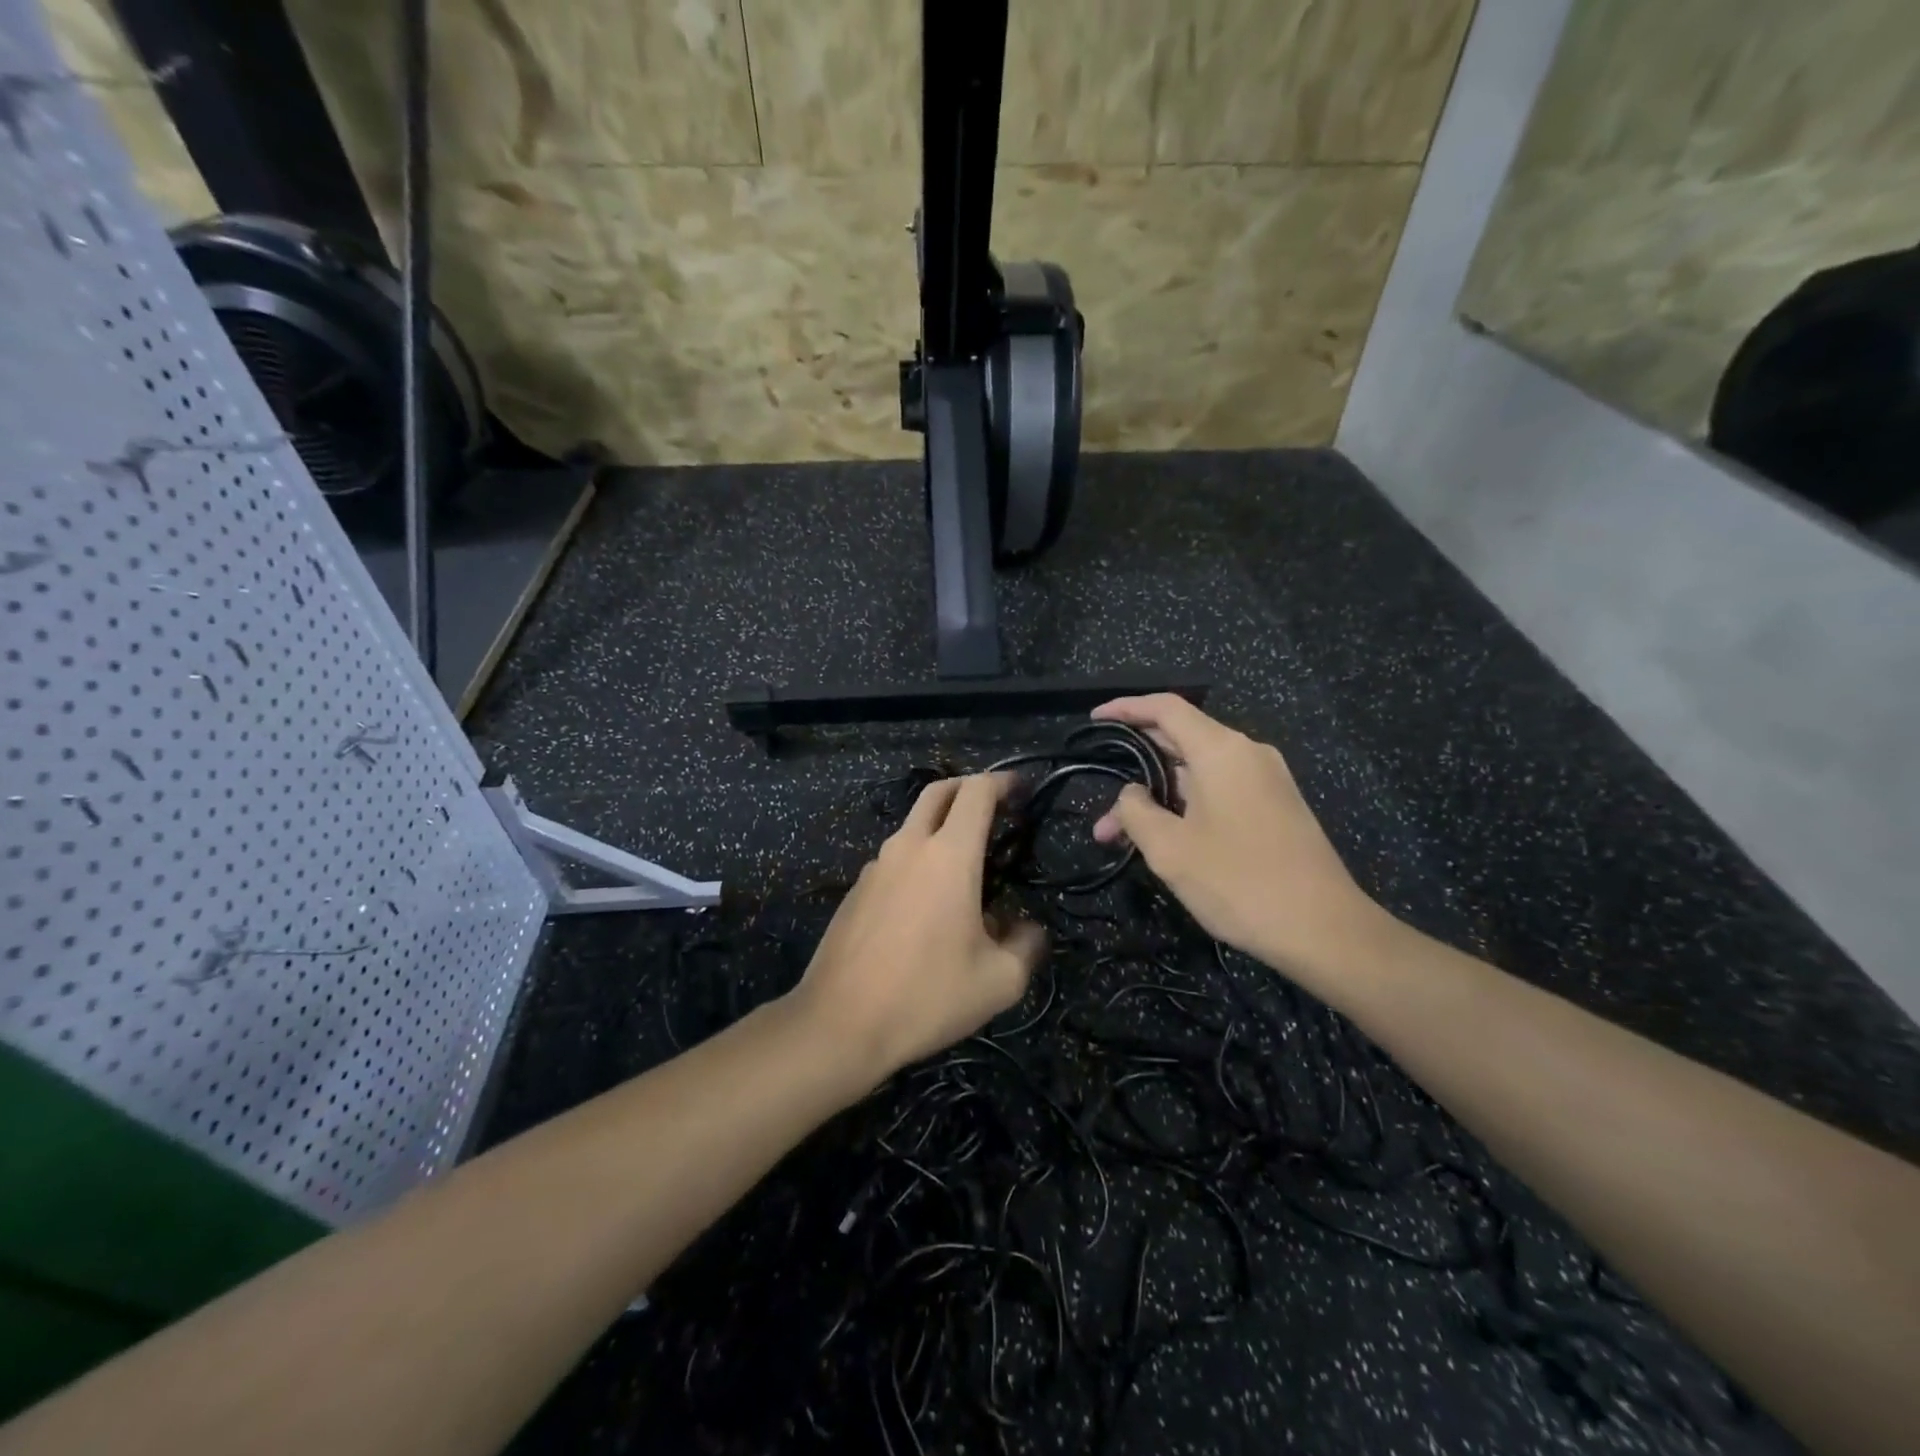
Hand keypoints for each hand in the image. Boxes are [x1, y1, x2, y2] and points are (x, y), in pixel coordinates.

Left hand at [794, 773, 1045, 1083]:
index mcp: (949, 855)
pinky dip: (918, 862)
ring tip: (966, 869)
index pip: (977, 792)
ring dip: (941, 829)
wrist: (840, 1023)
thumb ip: (1026, 946)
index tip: (1021, 791)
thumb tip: (1027, 929)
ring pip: (913, 827)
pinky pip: (894, 860)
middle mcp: (909, 847)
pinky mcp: (856, 890)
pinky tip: (928, 907)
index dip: (1003, 781)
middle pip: (939, 792)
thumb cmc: (927, 996)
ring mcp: (876, 866)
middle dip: (969, 788)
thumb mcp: (999, 982)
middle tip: (995, 807)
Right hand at [1090, 696, 1392, 988]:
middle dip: (1134, 770)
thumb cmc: (1239, 882)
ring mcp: (1267, 781)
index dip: (1126, 708)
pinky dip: (1185, 807)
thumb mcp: (1170, 849)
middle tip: (1100, 806)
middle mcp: (1247, 754)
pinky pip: (1220, 792)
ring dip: (1157, 799)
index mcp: (1221, 751)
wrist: (1324, 930)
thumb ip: (1137, 811)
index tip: (1095, 720)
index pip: (1166, 708)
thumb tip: (1132, 794)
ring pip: (1197, 775)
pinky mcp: (1276, 808)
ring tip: (1119, 838)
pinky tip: (1164, 840)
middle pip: (1180, 741)